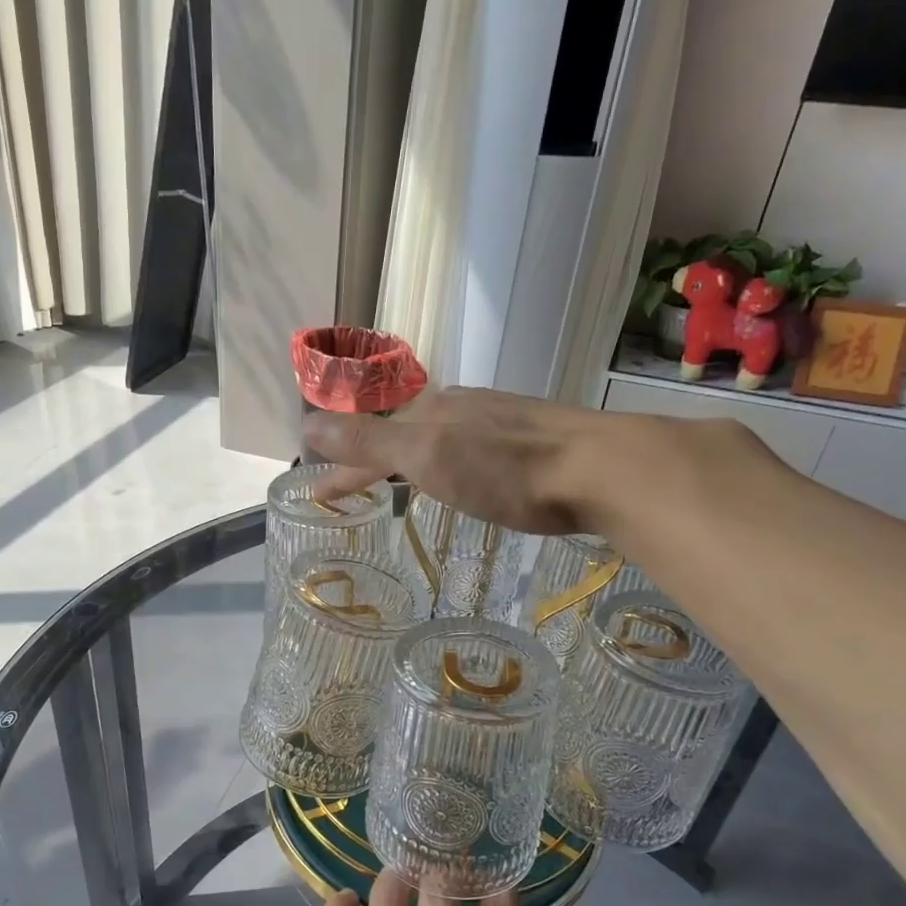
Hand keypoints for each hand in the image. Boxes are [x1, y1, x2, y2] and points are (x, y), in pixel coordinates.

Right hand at [304, 387, 614, 535]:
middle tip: (354, 486)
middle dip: (373, 457)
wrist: (599, 469)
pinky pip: (470, 446)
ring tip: (401, 480)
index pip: (371, 441)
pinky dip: (448, 461)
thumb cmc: (506, 468)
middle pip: (403, 433)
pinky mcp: (530, 439)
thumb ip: (369, 441)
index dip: (342, 470)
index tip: (318, 497)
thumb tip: (306, 422)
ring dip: (412, 457)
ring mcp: (499, 420)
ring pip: (439, 437)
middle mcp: (462, 408)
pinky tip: (464, 474)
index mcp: (431, 412)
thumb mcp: (427, 455)